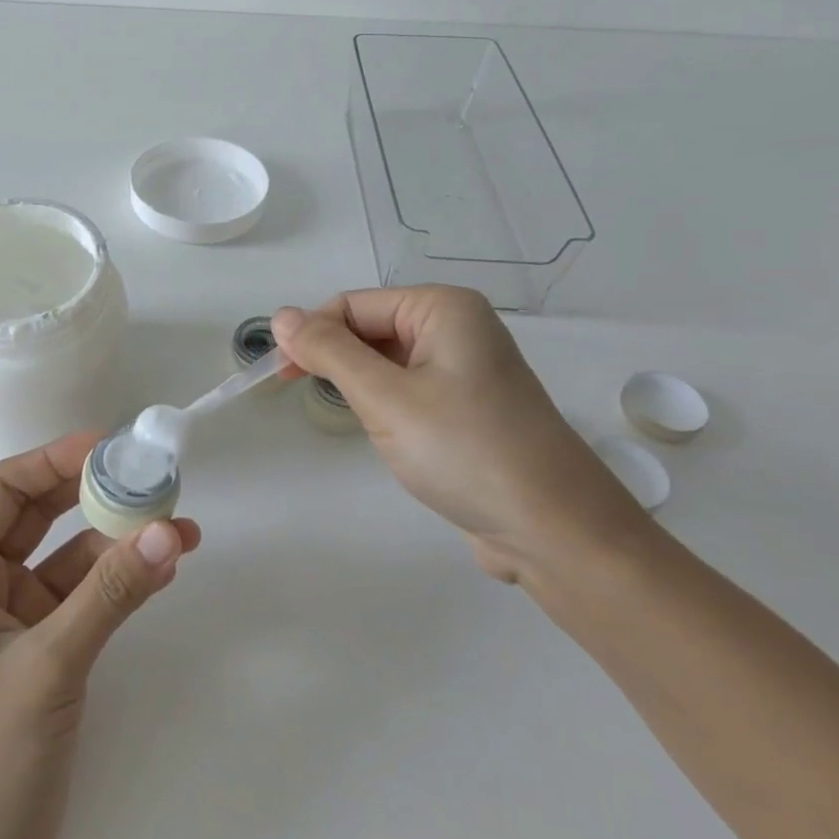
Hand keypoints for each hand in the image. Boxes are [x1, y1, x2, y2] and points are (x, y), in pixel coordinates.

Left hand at [0, 432, 200, 838]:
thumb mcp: (49, 665)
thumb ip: (110, 594)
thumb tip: (168, 529)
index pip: (6, 489)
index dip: (56, 459)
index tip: (109, 444)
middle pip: (42, 515)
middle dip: (95, 494)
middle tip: (151, 475)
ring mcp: (17, 615)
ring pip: (72, 556)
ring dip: (120, 540)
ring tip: (178, 524)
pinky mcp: (45, 647)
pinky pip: (87, 596)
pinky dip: (122, 580)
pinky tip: (163, 565)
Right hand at [273, 286, 647, 581]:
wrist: (558, 533)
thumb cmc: (465, 452)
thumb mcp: (385, 398)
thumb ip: (328, 352)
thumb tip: (281, 316)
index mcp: (443, 308)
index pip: (353, 305)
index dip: (313, 335)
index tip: (281, 377)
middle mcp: (458, 327)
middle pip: (370, 328)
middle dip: (335, 359)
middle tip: (302, 398)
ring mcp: (468, 367)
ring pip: (386, 360)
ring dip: (359, 384)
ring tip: (357, 421)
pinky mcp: (470, 406)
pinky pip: (409, 387)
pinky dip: (385, 404)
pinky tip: (386, 433)